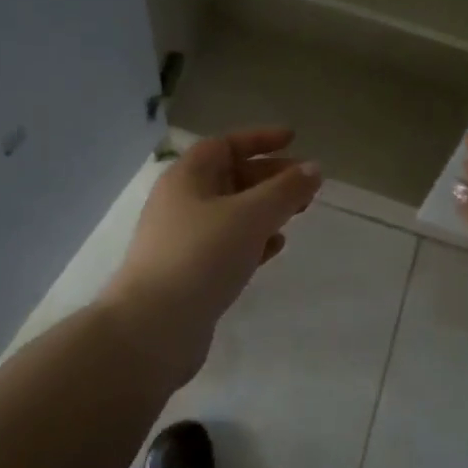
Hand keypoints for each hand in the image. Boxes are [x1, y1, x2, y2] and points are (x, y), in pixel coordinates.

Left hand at [100, 127, 320, 387]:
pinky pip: (227, 243)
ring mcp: (183, 238)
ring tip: (298, 213)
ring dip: (265, 208)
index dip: (260, 139)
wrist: (153, 328)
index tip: (294, 139)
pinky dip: (253, 239)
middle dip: (270, 176)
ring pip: (232, 212)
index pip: (225, 144)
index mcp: (187, 177)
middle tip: (306, 185)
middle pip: (230, 177)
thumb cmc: (201, 256)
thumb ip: (285, 190)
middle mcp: (181, 202)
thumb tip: (313, 168)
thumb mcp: (250, 216)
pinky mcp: (190, 272)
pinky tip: (275, 247)